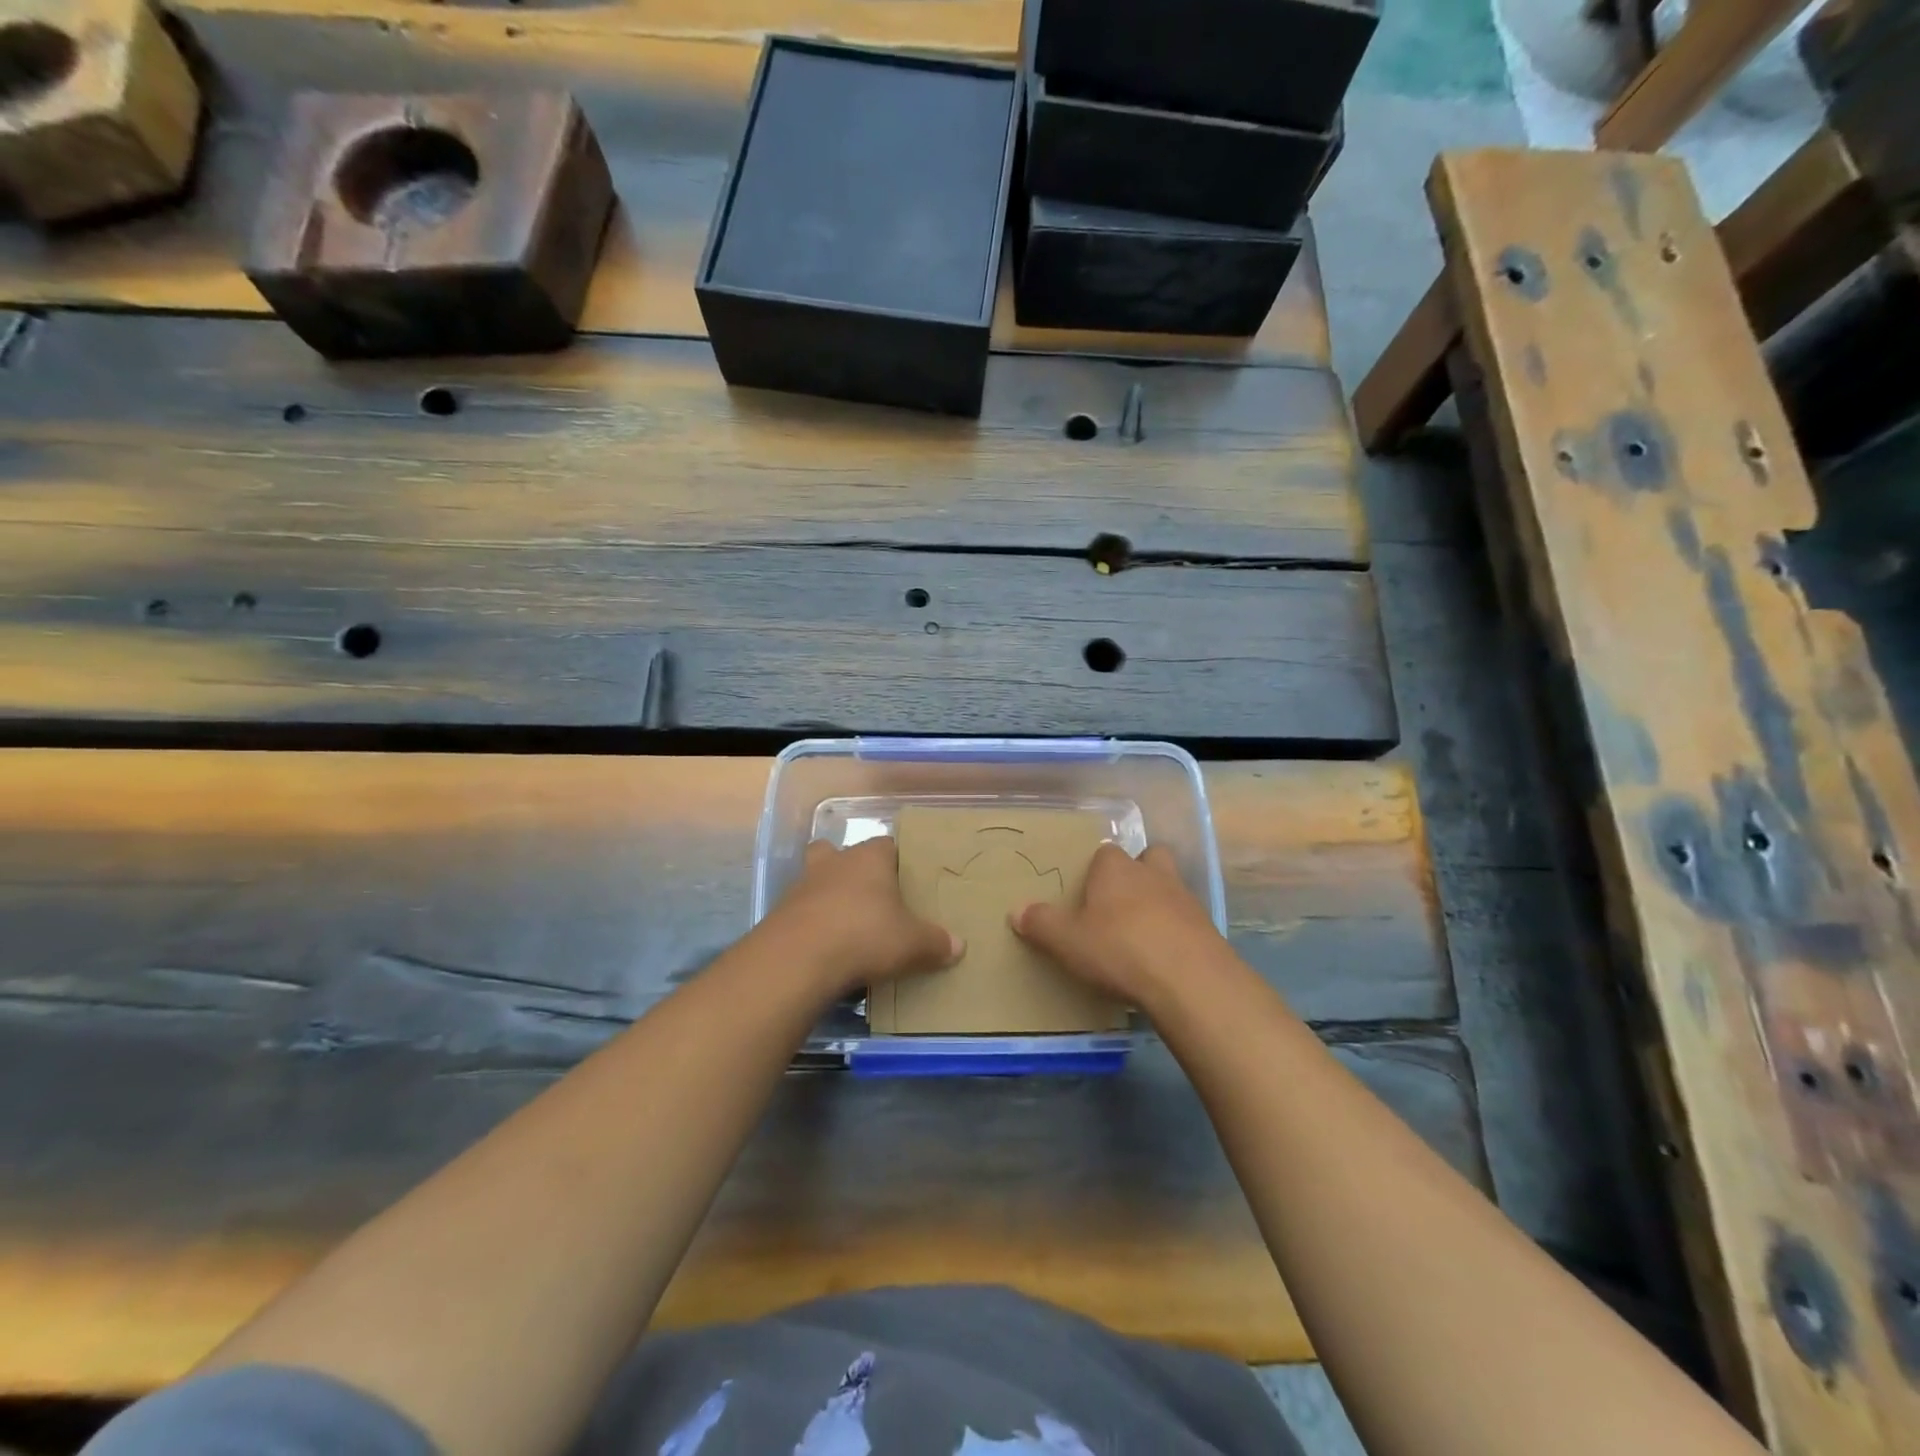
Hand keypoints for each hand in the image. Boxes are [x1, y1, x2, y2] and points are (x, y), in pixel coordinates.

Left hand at [758, 837, 961, 997]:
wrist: (798, 959)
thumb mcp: (911, 944)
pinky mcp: (781, 913)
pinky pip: (801, 910)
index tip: (904, 879)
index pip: (886, 845)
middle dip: (850, 869)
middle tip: (867, 895)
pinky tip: (824, 947)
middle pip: (839, 852)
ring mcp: (803, 885)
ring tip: (845, 925)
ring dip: (827, 896)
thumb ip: (935, 942)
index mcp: (869, 859)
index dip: (895, 859)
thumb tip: (959, 946)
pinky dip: (812, 923)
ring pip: (816, 879)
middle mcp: (834, 863)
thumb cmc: (864, 935)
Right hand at [1013, 843, 1224, 1006]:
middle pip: (1147, 858)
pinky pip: (1187, 920)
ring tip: (1142, 933)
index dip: (1096, 870)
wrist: (1190, 980)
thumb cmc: (1119, 949)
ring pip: (1171, 887)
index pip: (1105, 853)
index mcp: (1115, 869)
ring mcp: (1185, 899)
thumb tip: (1016, 910)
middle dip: (1137, 873)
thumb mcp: (1068, 941)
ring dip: (1159, 902)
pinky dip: (1176, 931)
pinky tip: (1164, 957)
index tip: (1087, 894)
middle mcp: (1152, 873)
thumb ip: (1042, 924)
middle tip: (1120, 903)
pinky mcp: (1207, 927)